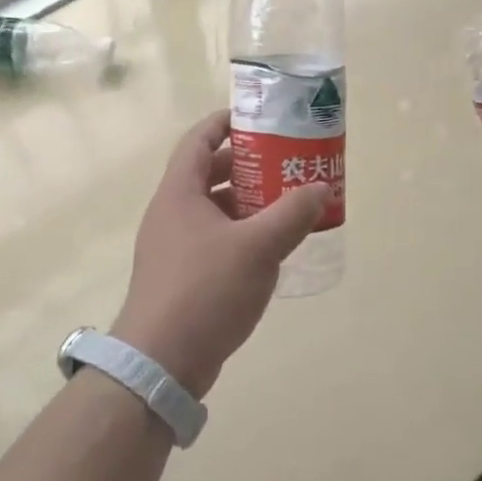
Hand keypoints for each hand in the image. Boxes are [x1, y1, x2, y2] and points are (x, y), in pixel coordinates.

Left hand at [111, 110, 329, 397]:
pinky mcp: (182, 276)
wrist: (161, 363)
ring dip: (248, 201)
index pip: (199, 140)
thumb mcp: (258, 247)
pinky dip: (242, 233)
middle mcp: (172, 213)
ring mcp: (174, 247)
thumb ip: (292, 214)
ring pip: (215, 209)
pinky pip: (215, 239)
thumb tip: (320, 188)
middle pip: (209, 173)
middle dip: (248, 163)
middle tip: (286, 160)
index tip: (260, 117)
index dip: (226, 122)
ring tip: (287, 202)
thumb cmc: (205, 291)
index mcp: (180, 193)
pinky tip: (271, 248)